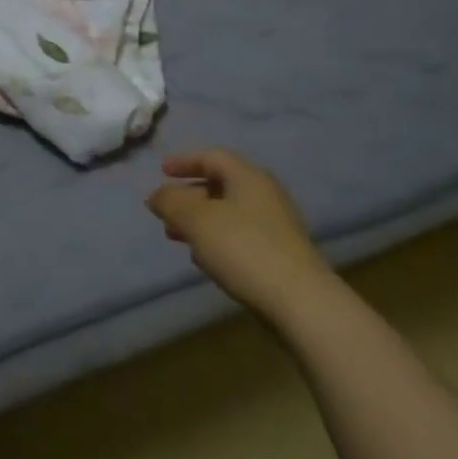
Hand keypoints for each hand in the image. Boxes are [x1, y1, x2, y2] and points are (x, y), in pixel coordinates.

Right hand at [146, 149, 332, 323]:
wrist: (301, 302)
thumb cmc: (244, 249)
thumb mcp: (197, 220)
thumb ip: (171, 202)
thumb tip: (156, 195)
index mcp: (247, 176)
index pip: (212, 156)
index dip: (184, 161)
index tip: (161, 171)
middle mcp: (265, 193)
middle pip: (221, 184)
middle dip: (189, 196)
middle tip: (166, 211)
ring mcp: (276, 224)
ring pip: (229, 212)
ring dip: (201, 220)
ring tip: (178, 237)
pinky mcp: (281, 253)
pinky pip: (241, 235)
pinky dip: (218, 238)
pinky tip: (206, 260)